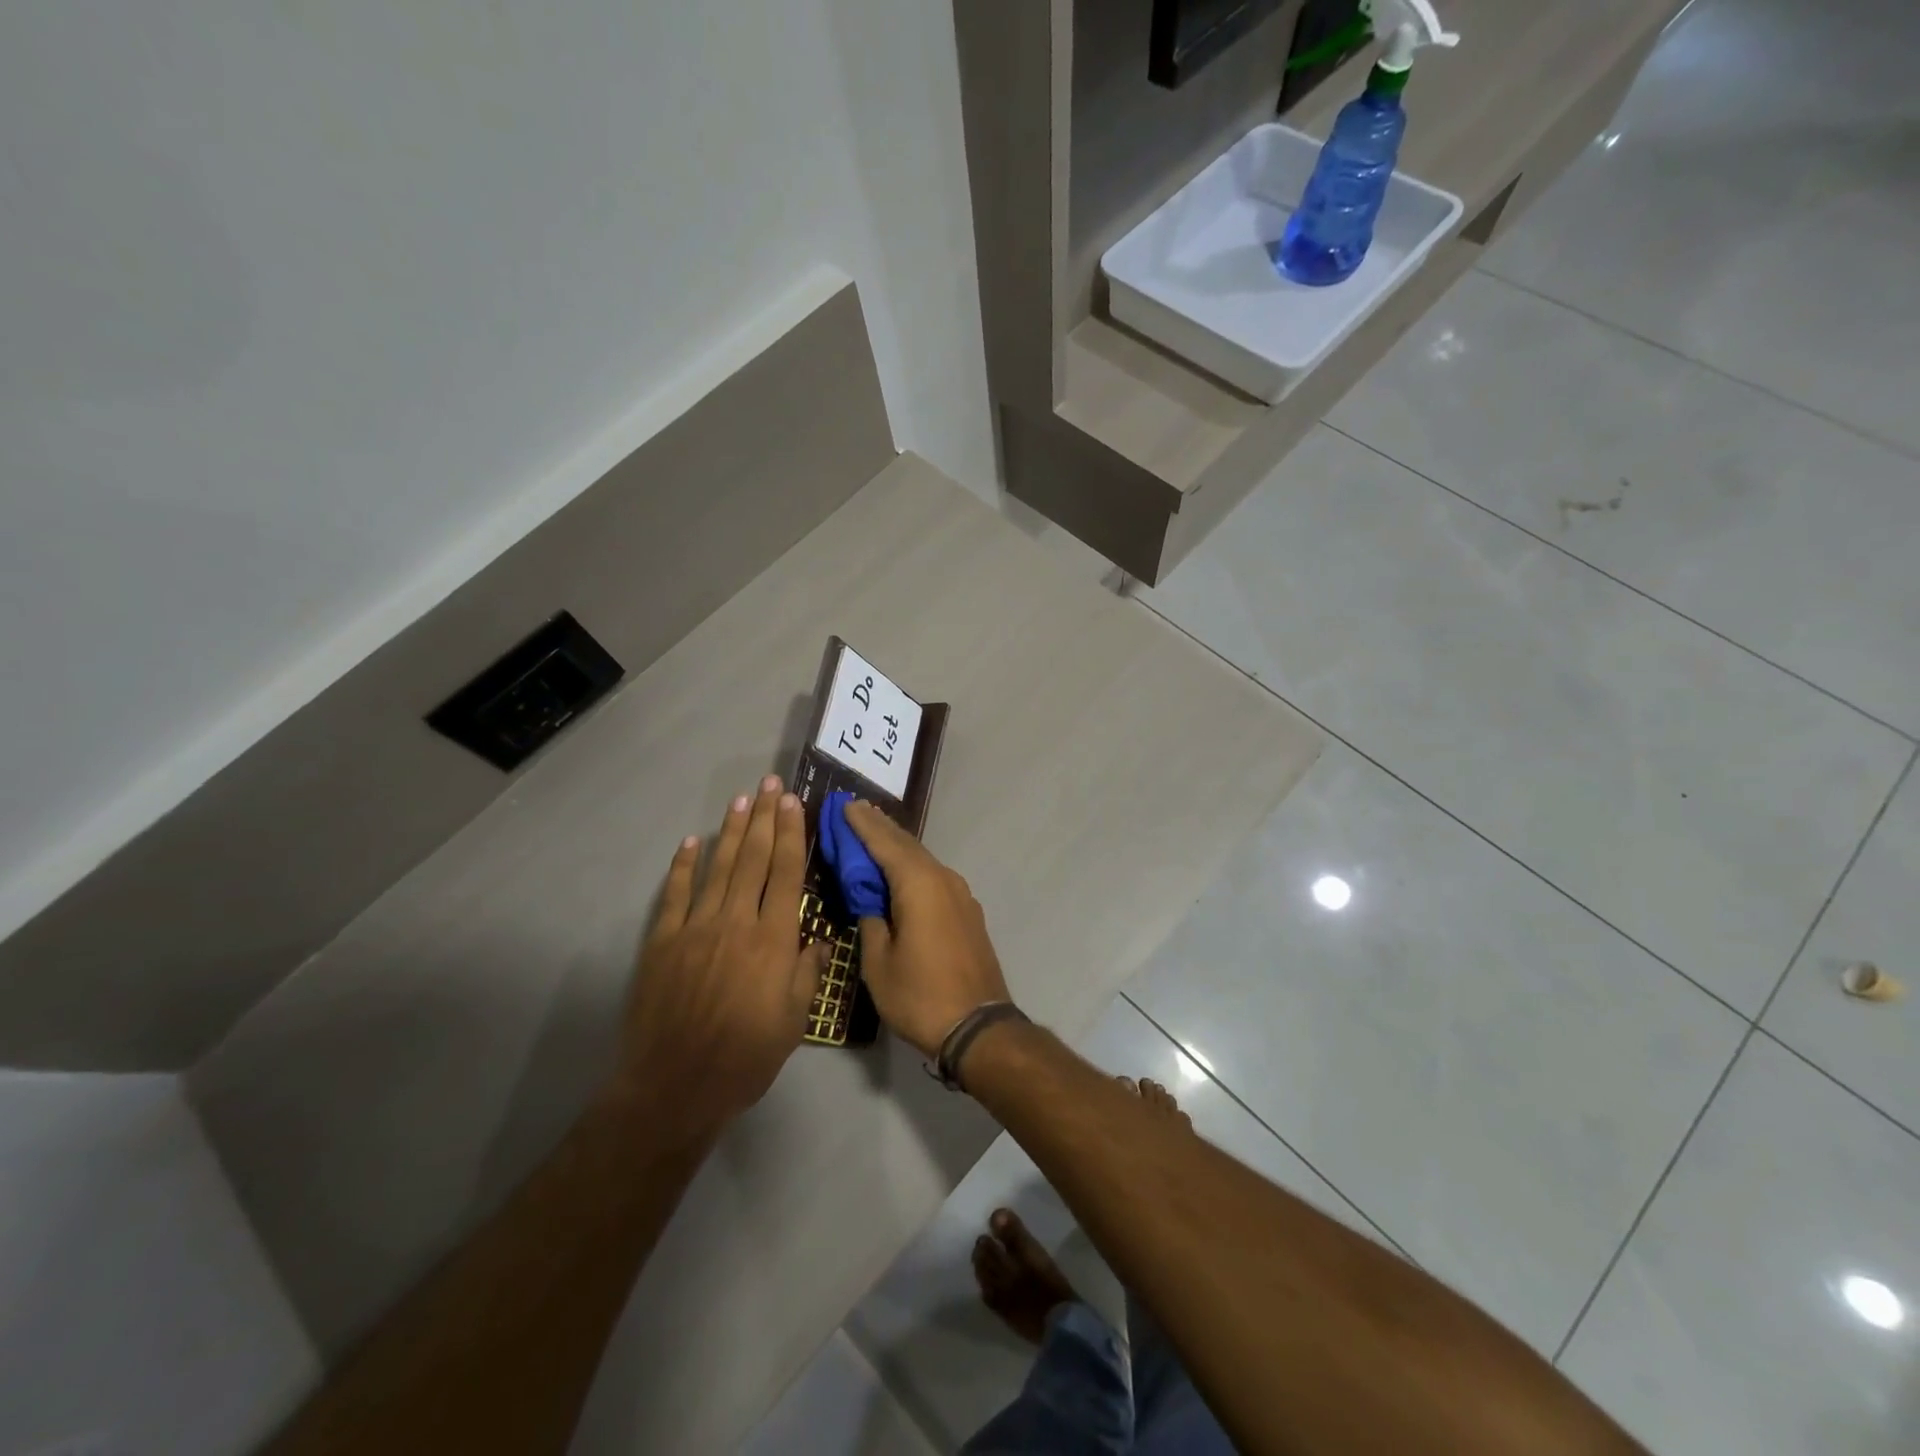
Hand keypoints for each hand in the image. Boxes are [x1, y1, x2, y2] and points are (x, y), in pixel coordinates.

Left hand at [613, 777, 826, 1138]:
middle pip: (753, 859)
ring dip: (731, 831)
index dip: (791, 834)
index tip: (793, 803)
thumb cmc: (746, 1056)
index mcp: (773, 939)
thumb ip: (808, 972)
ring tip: (741, 801)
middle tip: (769, 784)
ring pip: (718, 867)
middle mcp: (737, 921)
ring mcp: (696, 928)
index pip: (785, 873)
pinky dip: (684, 866)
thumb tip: (819, 940)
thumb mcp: (794, 1021)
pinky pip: (676, 894)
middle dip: (764, 818)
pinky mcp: (663, 941)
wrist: (676, 1085)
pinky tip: (691, 842)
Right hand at [844, 800, 1011, 1057]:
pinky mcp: (967, 911)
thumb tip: (870, 901)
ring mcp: (960, 894)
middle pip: (906, 845)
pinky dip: (913, 866)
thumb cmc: (920, 996)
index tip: (844, 804)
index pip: (884, 843)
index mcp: (919, 885)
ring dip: (897, 845)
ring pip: (923, 859)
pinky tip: (901, 871)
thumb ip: (871, 922)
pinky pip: (934, 876)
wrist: (979, 1027)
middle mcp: (943, 879)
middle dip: (879, 827)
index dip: (862, 824)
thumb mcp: (879, 962)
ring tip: (873, 833)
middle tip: (855, 810)